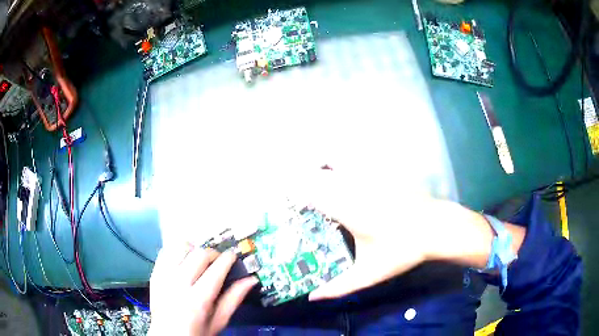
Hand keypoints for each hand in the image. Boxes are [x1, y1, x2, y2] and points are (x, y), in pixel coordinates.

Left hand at [149, 244, 257, 335]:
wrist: (167, 335)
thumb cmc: (196, 332)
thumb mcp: (219, 321)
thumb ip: (234, 299)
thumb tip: (251, 280)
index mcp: (197, 300)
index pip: (216, 269)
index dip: (228, 258)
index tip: (233, 257)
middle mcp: (178, 284)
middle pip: (199, 254)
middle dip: (213, 254)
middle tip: (218, 262)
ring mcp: (163, 277)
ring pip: (181, 247)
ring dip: (194, 250)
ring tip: (199, 261)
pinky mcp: (154, 273)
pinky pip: (166, 251)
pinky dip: (177, 252)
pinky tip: (183, 261)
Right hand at [302, 169, 513, 300]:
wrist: (436, 227)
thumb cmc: (402, 249)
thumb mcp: (369, 274)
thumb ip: (338, 288)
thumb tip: (312, 297)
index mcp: (347, 210)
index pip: (310, 193)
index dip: (292, 192)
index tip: (281, 198)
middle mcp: (354, 189)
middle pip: (318, 175)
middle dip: (301, 181)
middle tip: (291, 195)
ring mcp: (369, 179)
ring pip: (334, 167)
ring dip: (319, 174)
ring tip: (309, 186)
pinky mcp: (381, 176)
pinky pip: (352, 167)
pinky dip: (338, 169)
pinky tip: (338, 177)